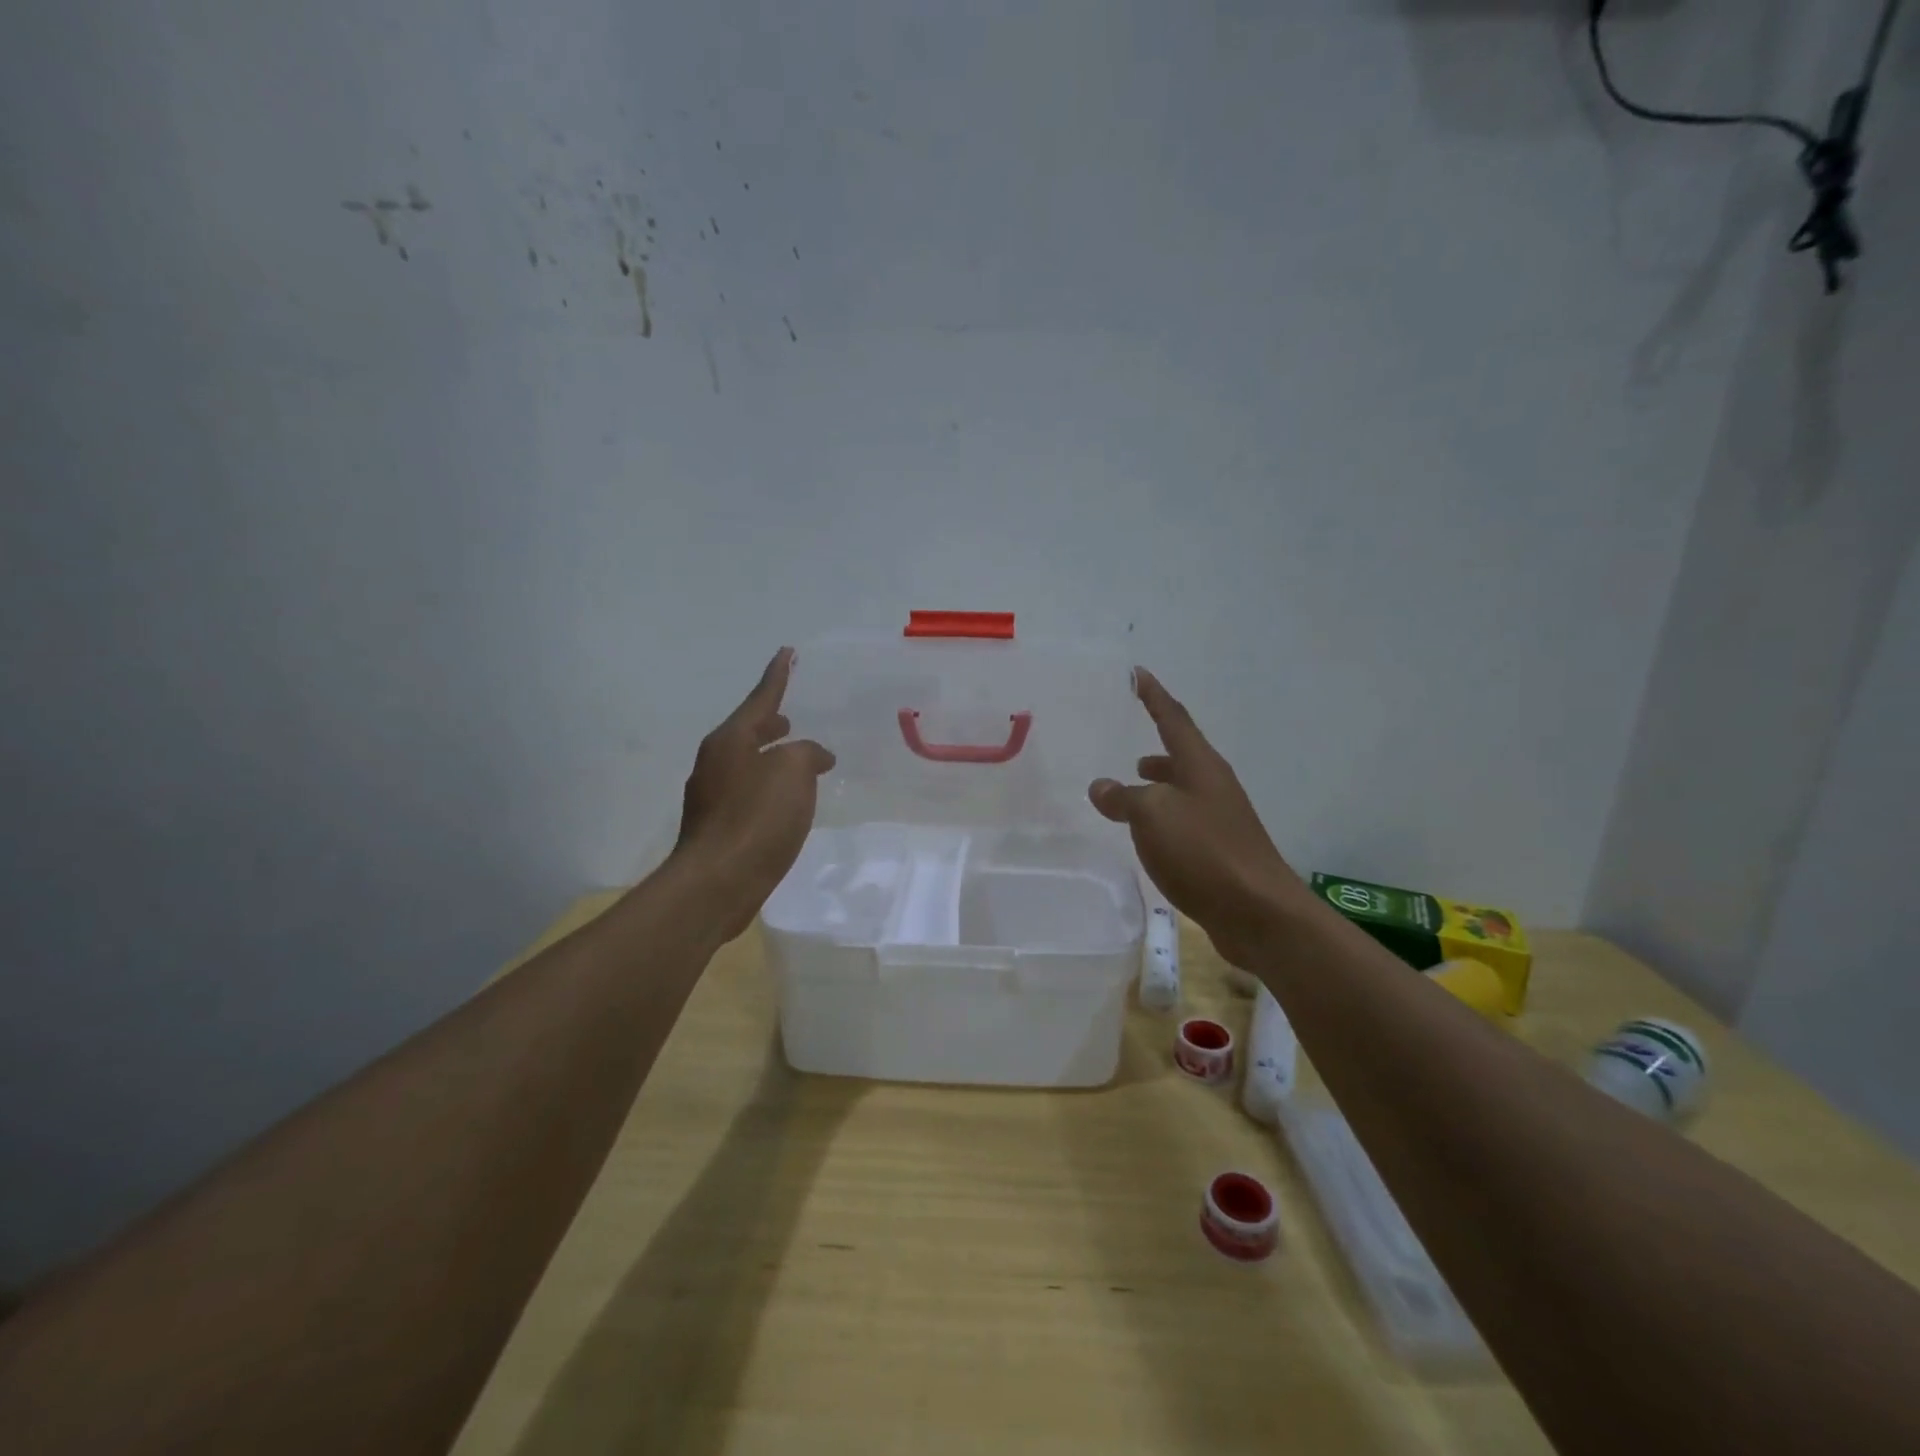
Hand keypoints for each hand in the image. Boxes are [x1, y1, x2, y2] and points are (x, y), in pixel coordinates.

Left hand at [671, 647, 835, 938]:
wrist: (717, 884)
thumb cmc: (756, 819)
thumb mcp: (793, 773)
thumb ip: (807, 754)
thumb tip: (813, 756)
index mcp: (730, 741)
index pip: (761, 699)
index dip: (778, 676)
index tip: (787, 652)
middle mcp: (715, 762)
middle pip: (748, 732)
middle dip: (770, 723)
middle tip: (790, 718)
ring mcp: (712, 796)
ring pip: (747, 764)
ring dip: (771, 757)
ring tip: (796, 758)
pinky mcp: (718, 827)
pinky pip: (749, 793)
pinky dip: (769, 787)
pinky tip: (786, 802)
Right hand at [1088, 668, 1302, 966]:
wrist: (1258, 911)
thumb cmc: (1204, 851)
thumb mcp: (1152, 816)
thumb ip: (1123, 798)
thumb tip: (1101, 786)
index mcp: (1200, 766)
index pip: (1172, 718)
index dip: (1153, 695)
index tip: (1137, 673)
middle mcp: (1214, 785)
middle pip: (1182, 754)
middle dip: (1157, 747)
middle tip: (1129, 744)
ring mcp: (1221, 818)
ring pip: (1182, 790)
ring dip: (1158, 784)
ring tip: (1130, 789)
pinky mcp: (1220, 851)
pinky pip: (1184, 821)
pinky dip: (1162, 818)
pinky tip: (1148, 836)